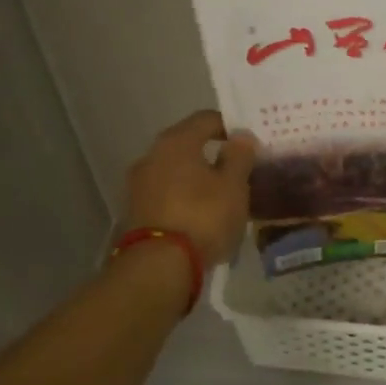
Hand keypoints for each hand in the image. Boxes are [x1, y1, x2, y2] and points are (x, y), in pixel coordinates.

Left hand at [123, 110, 254, 266]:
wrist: (159, 265)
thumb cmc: (203, 216)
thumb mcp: (233, 185)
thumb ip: (239, 156)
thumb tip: (241, 136)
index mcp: (176, 141)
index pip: (206, 119)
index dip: (230, 126)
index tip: (250, 142)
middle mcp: (151, 155)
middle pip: (187, 144)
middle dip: (213, 154)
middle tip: (238, 168)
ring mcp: (139, 184)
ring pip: (176, 171)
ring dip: (197, 178)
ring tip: (222, 195)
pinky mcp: (136, 210)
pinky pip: (166, 193)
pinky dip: (184, 197)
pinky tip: (201, 213)